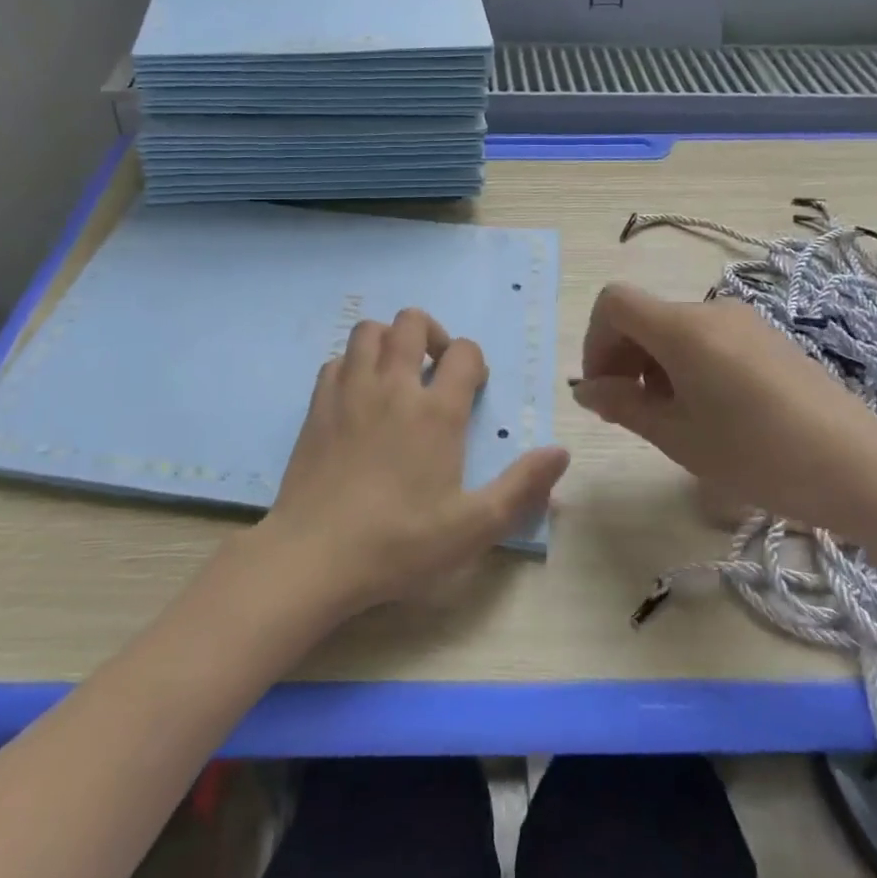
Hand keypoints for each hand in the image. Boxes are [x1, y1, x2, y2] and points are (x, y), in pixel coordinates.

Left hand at [252, 308, 569, 615]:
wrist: (315, 555)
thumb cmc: (400, 542)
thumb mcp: (473, 527)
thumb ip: (521, 487)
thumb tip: (561, 452)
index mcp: (436, 411)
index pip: (464, 352)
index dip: (474, 361)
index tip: (472, 388)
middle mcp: (393, 386)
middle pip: (412, 322)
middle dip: (431, 334)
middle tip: (435, 369)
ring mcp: (350, 390)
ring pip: (369, 330)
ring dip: (388, 340)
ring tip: (396, 373)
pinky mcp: (317, 404)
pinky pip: (336, 359)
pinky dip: (352, 365)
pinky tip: (358, 396)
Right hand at [570, 283, 876, 533]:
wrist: (861, 469)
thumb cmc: (758, 455)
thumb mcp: (678, 437)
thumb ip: (622, 406)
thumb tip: (586, 389)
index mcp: (683, 327)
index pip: (614, 303)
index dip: (595, 341)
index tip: (605, 389)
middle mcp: (711, 310)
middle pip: (645, 316)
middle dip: (623, 358)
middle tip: (630, 413)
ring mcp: (745, 321)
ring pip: (675, 329)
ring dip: (655, 365)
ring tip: (674, 419)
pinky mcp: (769, 338)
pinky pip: (708, 338)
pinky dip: (688, 364)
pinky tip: (710, 411)